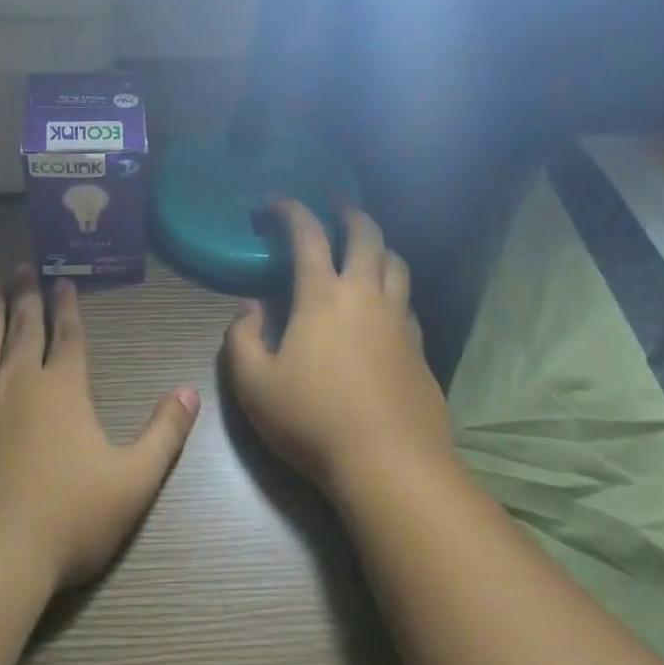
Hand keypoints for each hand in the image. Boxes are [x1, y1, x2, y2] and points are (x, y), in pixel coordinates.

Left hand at [0, 265, 200, 591]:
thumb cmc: (66, 522)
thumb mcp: (133, 482)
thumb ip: (164, 434)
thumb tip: (190, 391)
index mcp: (63, 391)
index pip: (69, 337)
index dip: (69, 307)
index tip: (63, 280)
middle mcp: (17, 382)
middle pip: (23, 328)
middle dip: (26, 295)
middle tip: (22, 265)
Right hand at [223, 202, 453, 492]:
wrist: (389, 462)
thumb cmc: (311, 419)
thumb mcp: (253, 383)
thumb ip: (242, 338)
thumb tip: (251, 307)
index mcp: (323, 297)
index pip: (308, 237)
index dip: (291, 211)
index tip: (275, 202)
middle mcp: (366, 297)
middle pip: (367, 237)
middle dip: (350, 212)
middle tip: (338, 202)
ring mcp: (400, 322)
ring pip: (397, 266)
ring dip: (380, 246)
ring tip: (367, 246)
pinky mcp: (421, 350)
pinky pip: (408, 303)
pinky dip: (394, 290)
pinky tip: (385, 306)